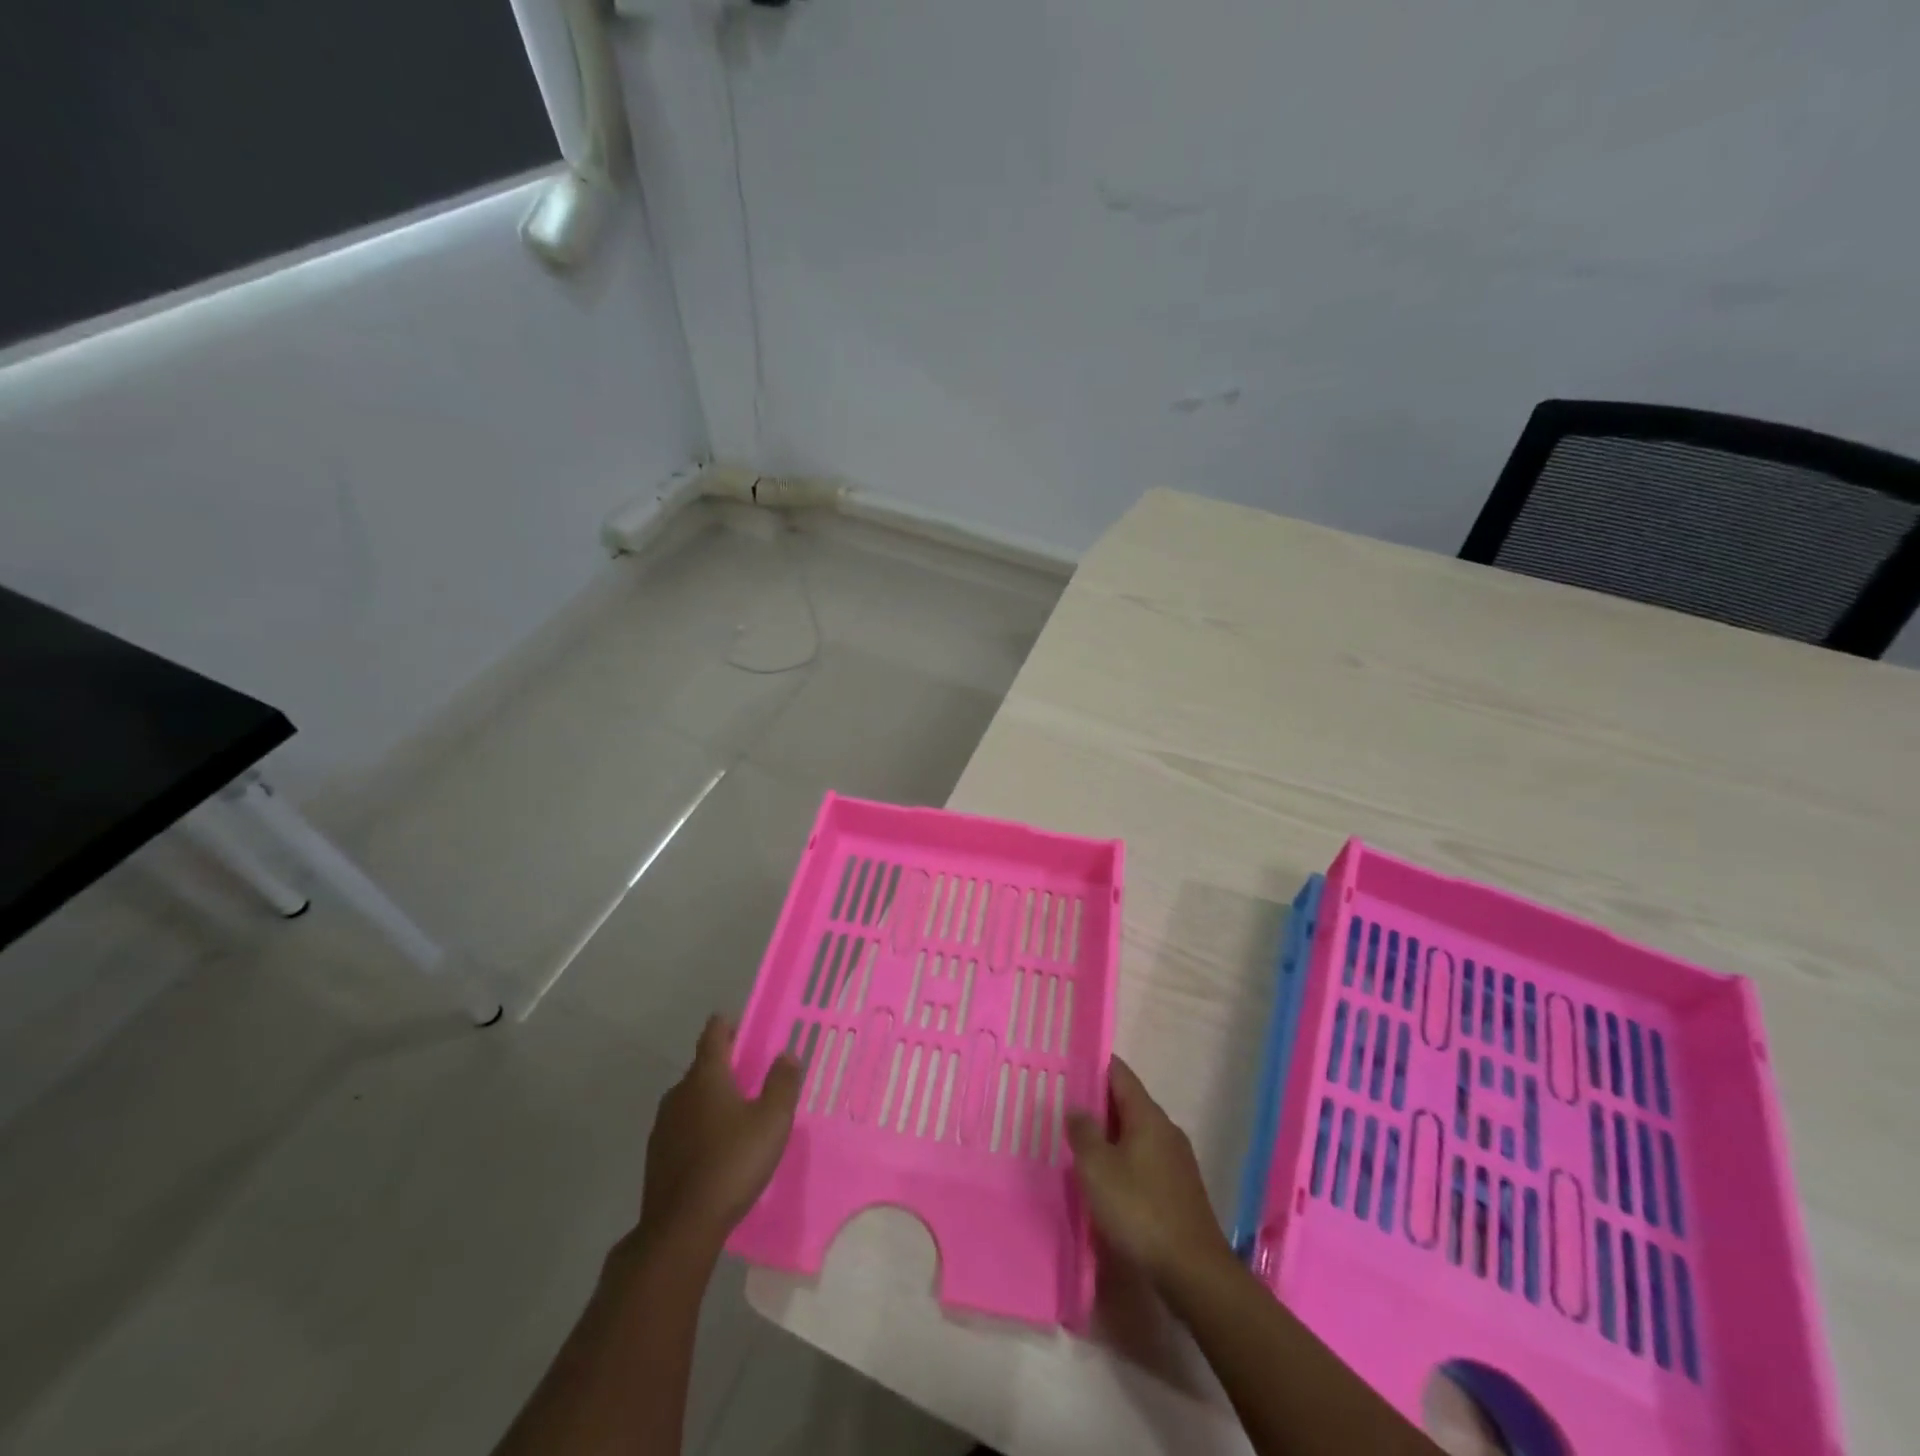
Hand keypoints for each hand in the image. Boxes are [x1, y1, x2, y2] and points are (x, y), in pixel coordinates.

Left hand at [638, 1016, 800, 1250]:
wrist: (681, 1228)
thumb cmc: (732, 1163)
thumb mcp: (772, 1121)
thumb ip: (782, 1083)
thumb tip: (786, 1055)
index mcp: (705, 1077)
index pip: (713, 1035)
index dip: (727, 1025)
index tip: (741, 1022)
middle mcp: (679, 1093)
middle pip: (702, 1067)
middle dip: (725, 1064)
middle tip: (752, 1072)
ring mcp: (663, 1126)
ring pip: (691, 1098)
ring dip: (712, 1097)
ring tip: (738, 1111)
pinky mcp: (658, 1156)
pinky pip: (684, 1127)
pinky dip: (700, 1126)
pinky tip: (717, 1147)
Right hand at [1066, 1056, 1231, 1286]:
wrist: (1194, 1273)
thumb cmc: (1140, 1210)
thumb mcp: (1098, 1169)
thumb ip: (1083, 1133)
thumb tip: (1076, 1108)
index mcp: (1148, 1116)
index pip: (1120, 1074)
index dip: (1095, 1065)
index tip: (1069, 1064)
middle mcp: (1166, 1130)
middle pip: (1128, 1103)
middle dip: (1098, 1102)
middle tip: (1064, 1106)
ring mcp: (1176, 1161)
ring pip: (1136, 1134)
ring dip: (1109, 1135)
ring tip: (1078, 1143)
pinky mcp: (1179, 1190)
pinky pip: (1144, 1160)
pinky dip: (1123, 1159)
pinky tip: (1106, 1179)